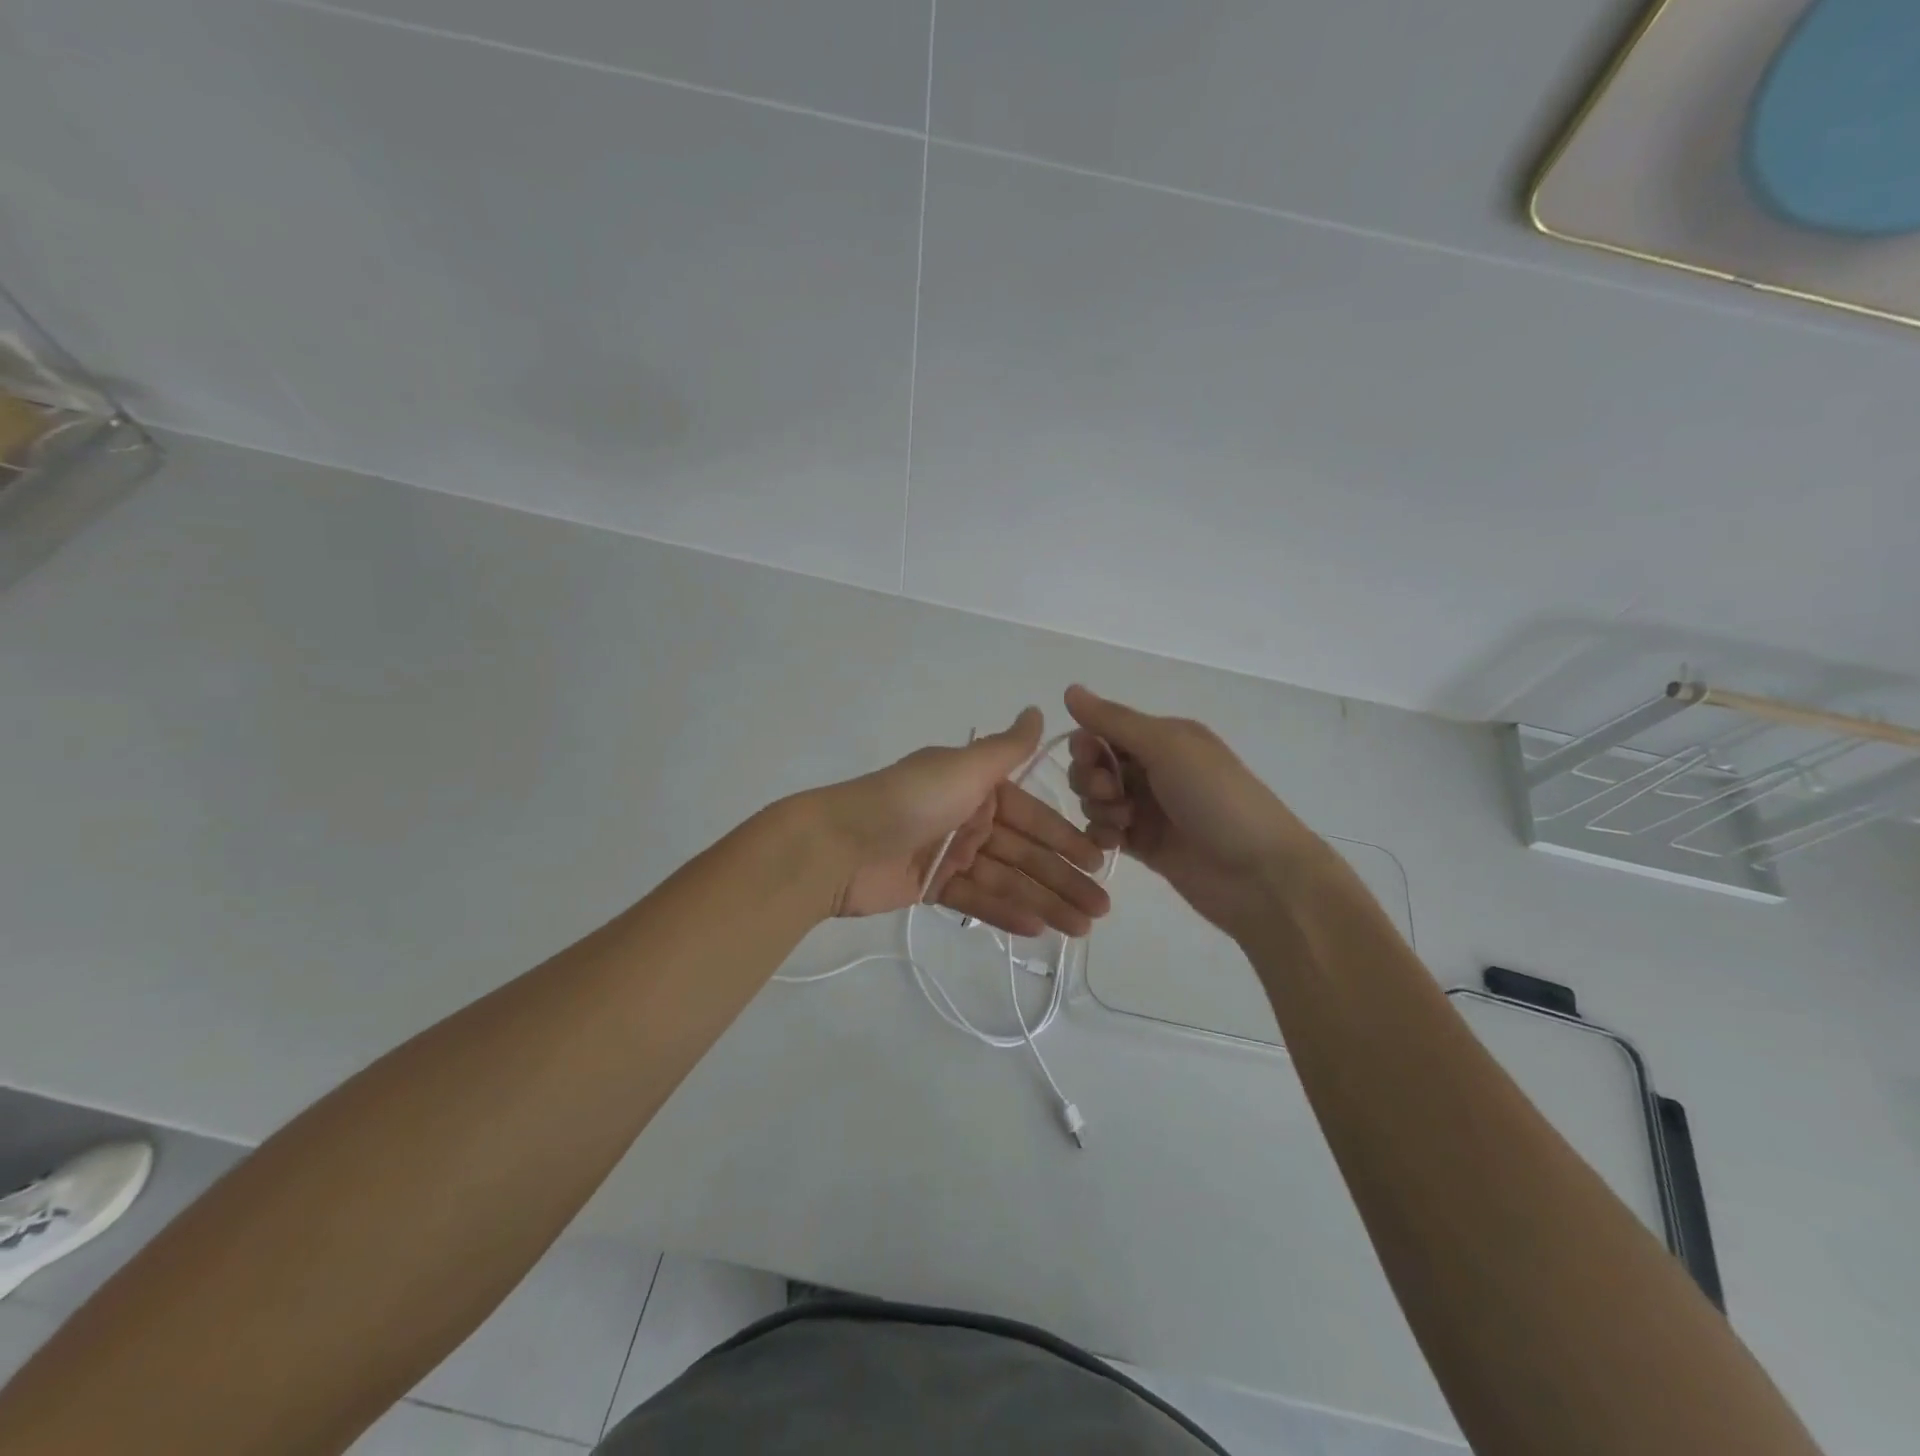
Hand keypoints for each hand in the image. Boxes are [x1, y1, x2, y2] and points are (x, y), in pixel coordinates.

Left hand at [817, 708, 1109, 937]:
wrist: (839, 843)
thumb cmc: (910, 800)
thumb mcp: (963, 768)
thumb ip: (1007, 748)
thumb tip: (1038, 710)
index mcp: (976, 787)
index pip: (1032, 817)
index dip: (1066, 840)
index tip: (1099, 864)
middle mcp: (967, 817)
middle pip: (1024, 853)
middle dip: (1063, 879)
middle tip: (1100, 911)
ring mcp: (949, 853)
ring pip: (1006, 879)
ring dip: (1044, 902)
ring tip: (1080, 930)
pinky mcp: (930, 886)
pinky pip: (976, 898)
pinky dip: (1005, 912)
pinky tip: (1038, 929)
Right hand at [1063, 685, 1336, 939]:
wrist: (1259, 874)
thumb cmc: (1216, 799)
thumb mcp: (1167, 747)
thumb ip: (1114, 720)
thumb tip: (1069, 689)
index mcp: (1164, 738)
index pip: (1104, 729)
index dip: (1088, 742)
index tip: (1090, 757)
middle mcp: (1154, 769)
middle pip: (1095, 765)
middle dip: (1090, 777)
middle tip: (1112, 794)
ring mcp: (1148, 809)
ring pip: (1096, 799)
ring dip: (1098, 807)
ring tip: (1124, 822)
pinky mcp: (1144, 845)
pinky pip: (1104, 831)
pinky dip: (1102, 834)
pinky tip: (1116, 842)